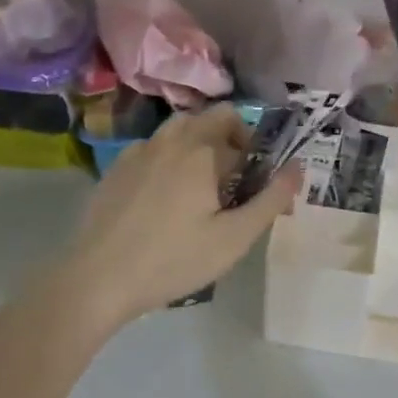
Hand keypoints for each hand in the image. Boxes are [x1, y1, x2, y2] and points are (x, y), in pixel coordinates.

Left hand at [63, 105, 301, 323]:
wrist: (98, 278)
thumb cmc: (174, 260)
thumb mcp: (234, 238)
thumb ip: (271, 200)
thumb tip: (298, 167)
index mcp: (200, 151)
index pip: (238, 127)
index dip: (254, 150)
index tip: (255, 182)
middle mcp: (169, 140)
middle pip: (206, 118)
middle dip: (227, 138)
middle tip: (232, 181)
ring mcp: (137, 152)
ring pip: (176, 130)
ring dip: (197, 144)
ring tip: (200, 187)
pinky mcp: (115, 169)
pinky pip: (152, 149)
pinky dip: (168, 159)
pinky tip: (164, 198)